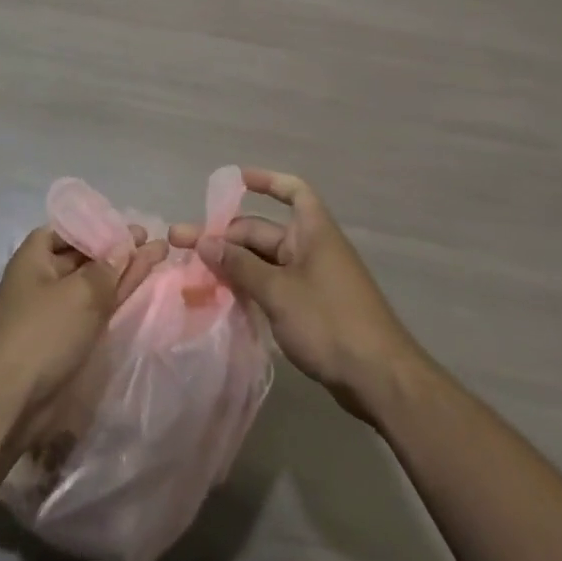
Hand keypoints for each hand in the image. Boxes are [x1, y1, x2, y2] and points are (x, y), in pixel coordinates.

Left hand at [0, 224, 166, 431]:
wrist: (13, 402)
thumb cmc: (42, 332)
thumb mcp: (80, 293)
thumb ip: (107, 268)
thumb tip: (125, 246)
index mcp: (33, 259)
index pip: (65, 230)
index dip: (94, 225)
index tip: (124, 225)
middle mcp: (43, 280)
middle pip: (83, 256)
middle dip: (116, 248)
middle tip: (151, 240)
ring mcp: (56, 311)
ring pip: (94, 283)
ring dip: (123, 271)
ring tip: (159, 255)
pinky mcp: (67, 339)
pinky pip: (96, 308)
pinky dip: (117, 297)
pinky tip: (141, 286)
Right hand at [171, 168, 423, 420]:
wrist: (379, 379)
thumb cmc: (330, 322)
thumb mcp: (278, 292)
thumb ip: (240, 266)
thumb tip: (205, 242)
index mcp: (313, 232)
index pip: (292, 191)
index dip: (265, 182)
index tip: (235, 181)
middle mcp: (312, 249)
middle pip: (263, 232)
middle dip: (225, 236)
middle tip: (182, 244)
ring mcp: (311, 280)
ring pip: (264, 262)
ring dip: (232, 264)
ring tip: (193, 271)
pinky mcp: (310, 309)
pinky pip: (272, 286)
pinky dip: (248, 287)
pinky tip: (220, 298)